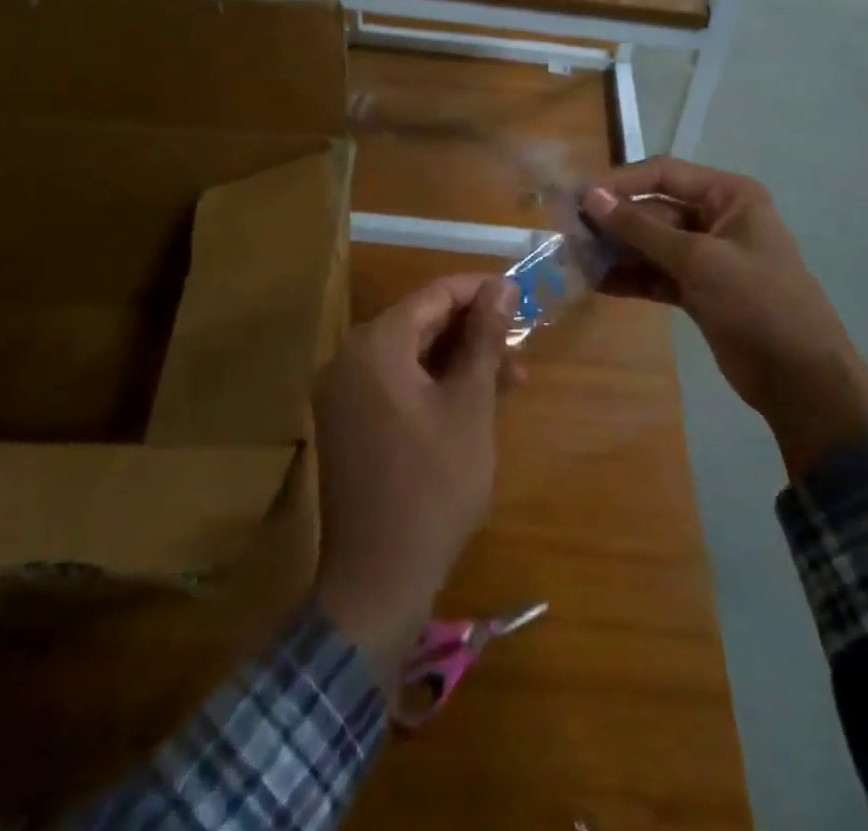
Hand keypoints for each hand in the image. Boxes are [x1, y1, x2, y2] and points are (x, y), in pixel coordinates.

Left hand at [312, 274, 521, 685]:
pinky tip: (477, 402)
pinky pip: (398, 384)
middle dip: (474, 331)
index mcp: (375, 345)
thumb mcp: (470, 405)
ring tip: (513, 380)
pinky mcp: (349, 422)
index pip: (434, 295)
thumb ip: (484, 339)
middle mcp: (351, 359)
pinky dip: (436, 385)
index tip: (520, 295)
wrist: (378, 580)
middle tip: (521, 345)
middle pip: (421, 323)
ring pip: (413, 356)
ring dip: (460, 361)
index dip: (479, 290)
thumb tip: (502, 286)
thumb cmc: (433, 486)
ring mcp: (345, 392)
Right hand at [581, 159, 867, 477]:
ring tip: (577, 261)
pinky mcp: (699, 291)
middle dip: (614, 223)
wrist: (802, 380)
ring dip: (617, 251)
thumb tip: (591, 197)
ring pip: (651, 244)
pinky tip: (598, 284)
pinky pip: (657, 274)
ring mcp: (708, 257)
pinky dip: (631, 278)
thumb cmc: (758, 304)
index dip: (620, 183)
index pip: (664, 174)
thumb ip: (642, 229)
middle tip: (569, 235)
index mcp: (729, 196)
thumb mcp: (698, 260)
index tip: (579, 197)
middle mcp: (717, 218)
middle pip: (654, 210)